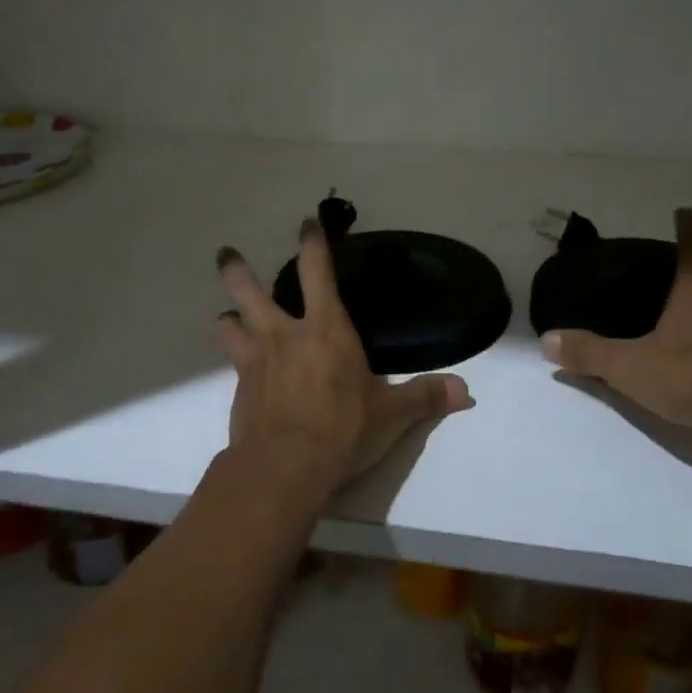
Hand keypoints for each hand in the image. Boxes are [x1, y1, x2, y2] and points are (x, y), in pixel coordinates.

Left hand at [214, 220, 472, 492]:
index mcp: (325, 328)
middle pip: (249, 290)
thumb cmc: (342, 430)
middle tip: (226, 254)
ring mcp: (255, 361)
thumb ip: (425, 397)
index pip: (316, 271)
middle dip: (237, 269)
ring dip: (228, 317)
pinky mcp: (239, 390)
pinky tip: (241, 373)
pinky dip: (234, 361)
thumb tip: (465, 392)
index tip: (306, 223)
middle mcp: (284, 334)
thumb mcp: (391, 415)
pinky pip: (232, 365)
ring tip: (228, 317)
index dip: (312, 243)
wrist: (283, 469)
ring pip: (229, 324)